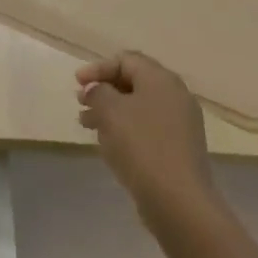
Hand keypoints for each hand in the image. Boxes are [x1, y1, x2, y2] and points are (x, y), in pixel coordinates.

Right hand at [76, 52, 217, 233]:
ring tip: (88, 126)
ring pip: (139, 107)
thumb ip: (98, 92)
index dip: (98, 68)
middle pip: (134, 82)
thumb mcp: (110, 110)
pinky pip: (147, 128)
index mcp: (161, 80)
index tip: (77, 84)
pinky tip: (109, 144)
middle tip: (81, 103)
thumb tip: (98, 91)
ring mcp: (180, 123)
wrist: (177, 198)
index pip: (126, 60)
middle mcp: (175, 96)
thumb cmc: (140, 145)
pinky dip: (125, 129)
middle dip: (103, 90)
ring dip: (111, 111)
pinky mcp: (178, 147)